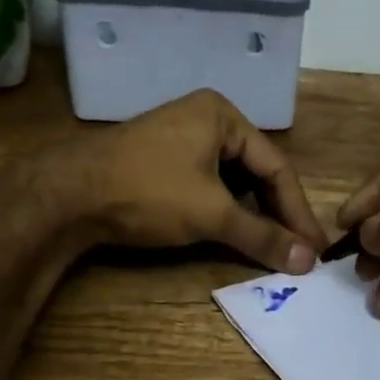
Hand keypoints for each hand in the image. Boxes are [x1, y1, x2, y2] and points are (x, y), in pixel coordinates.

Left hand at [48, 90, 327, 271]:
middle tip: (296, 251)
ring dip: (251, 215)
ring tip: (270, 246)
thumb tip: (306, 263)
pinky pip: (208, 185)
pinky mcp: (161, 161)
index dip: (297, 211)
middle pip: (255, 171)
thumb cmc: (148, 192)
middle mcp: (205, 119)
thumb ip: (261, 236)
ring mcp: (180, 139)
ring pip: (232, 181)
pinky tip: (233, 233)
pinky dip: (224, 211)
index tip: (314, 248)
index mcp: (223, 115)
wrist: (66, 195)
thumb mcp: (211, 214)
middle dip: (275, 213)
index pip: (276, 166)